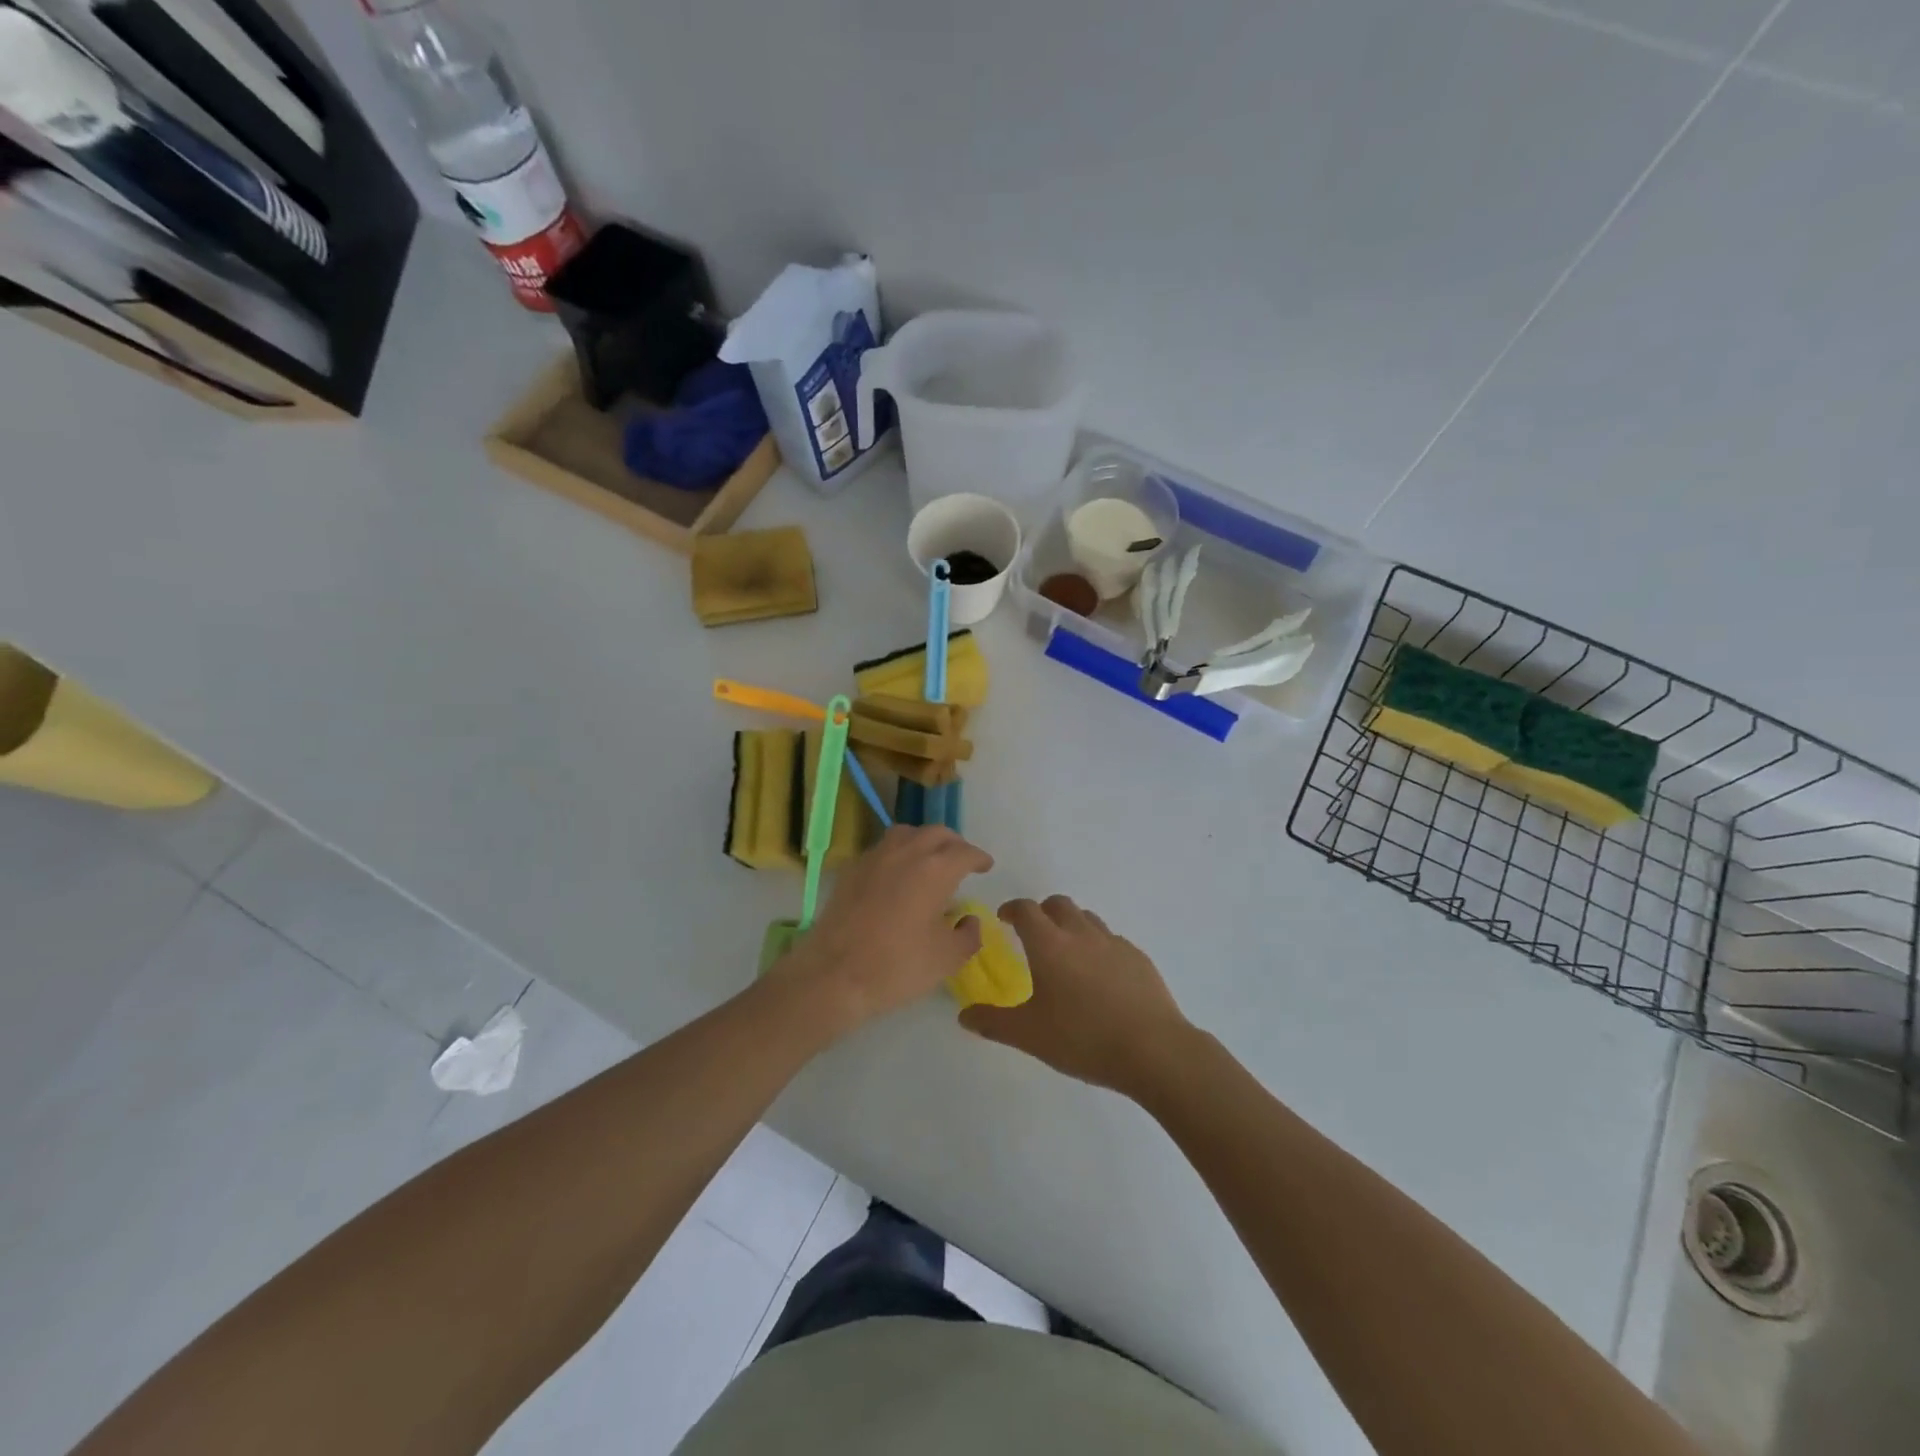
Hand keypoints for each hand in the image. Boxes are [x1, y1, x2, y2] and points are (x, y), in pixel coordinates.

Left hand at [769, 825, 992, 1035]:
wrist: (833, 974)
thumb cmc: (897, 966)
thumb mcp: (947, 959)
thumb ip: (968, 935)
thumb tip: (969, 920)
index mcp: (935, 870)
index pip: (965, 852)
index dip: (979, 858)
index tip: (986, 866)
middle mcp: (906, 853)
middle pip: (936, 833)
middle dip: (954, 844)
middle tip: (962, 860)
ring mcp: (875, 857)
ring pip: (906, 834)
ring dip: (924, 841)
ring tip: (930, 860)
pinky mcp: (852, 870)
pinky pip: (882, 849)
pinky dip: (898, 853)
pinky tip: (898, 874)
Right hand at [959, 895, 1191, 1097]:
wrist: (1153, 1050)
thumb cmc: (1083, 1039)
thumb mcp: (1029, 1036)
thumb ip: (993, 1022)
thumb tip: (964, 1015)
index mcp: (1049, 945)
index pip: (1025, 910)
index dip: (1012, 909)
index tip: (1004, 918)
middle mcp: (1080, 934)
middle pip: (1058, 904)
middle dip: (1042, 912)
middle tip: (1034, 934)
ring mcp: (1114, 943)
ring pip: (1087, 918)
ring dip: (1072, 925)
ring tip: (1067, 953)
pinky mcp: (1139, 958)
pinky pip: (1112, 940)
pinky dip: (1099, 946)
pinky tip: (1101, 976)